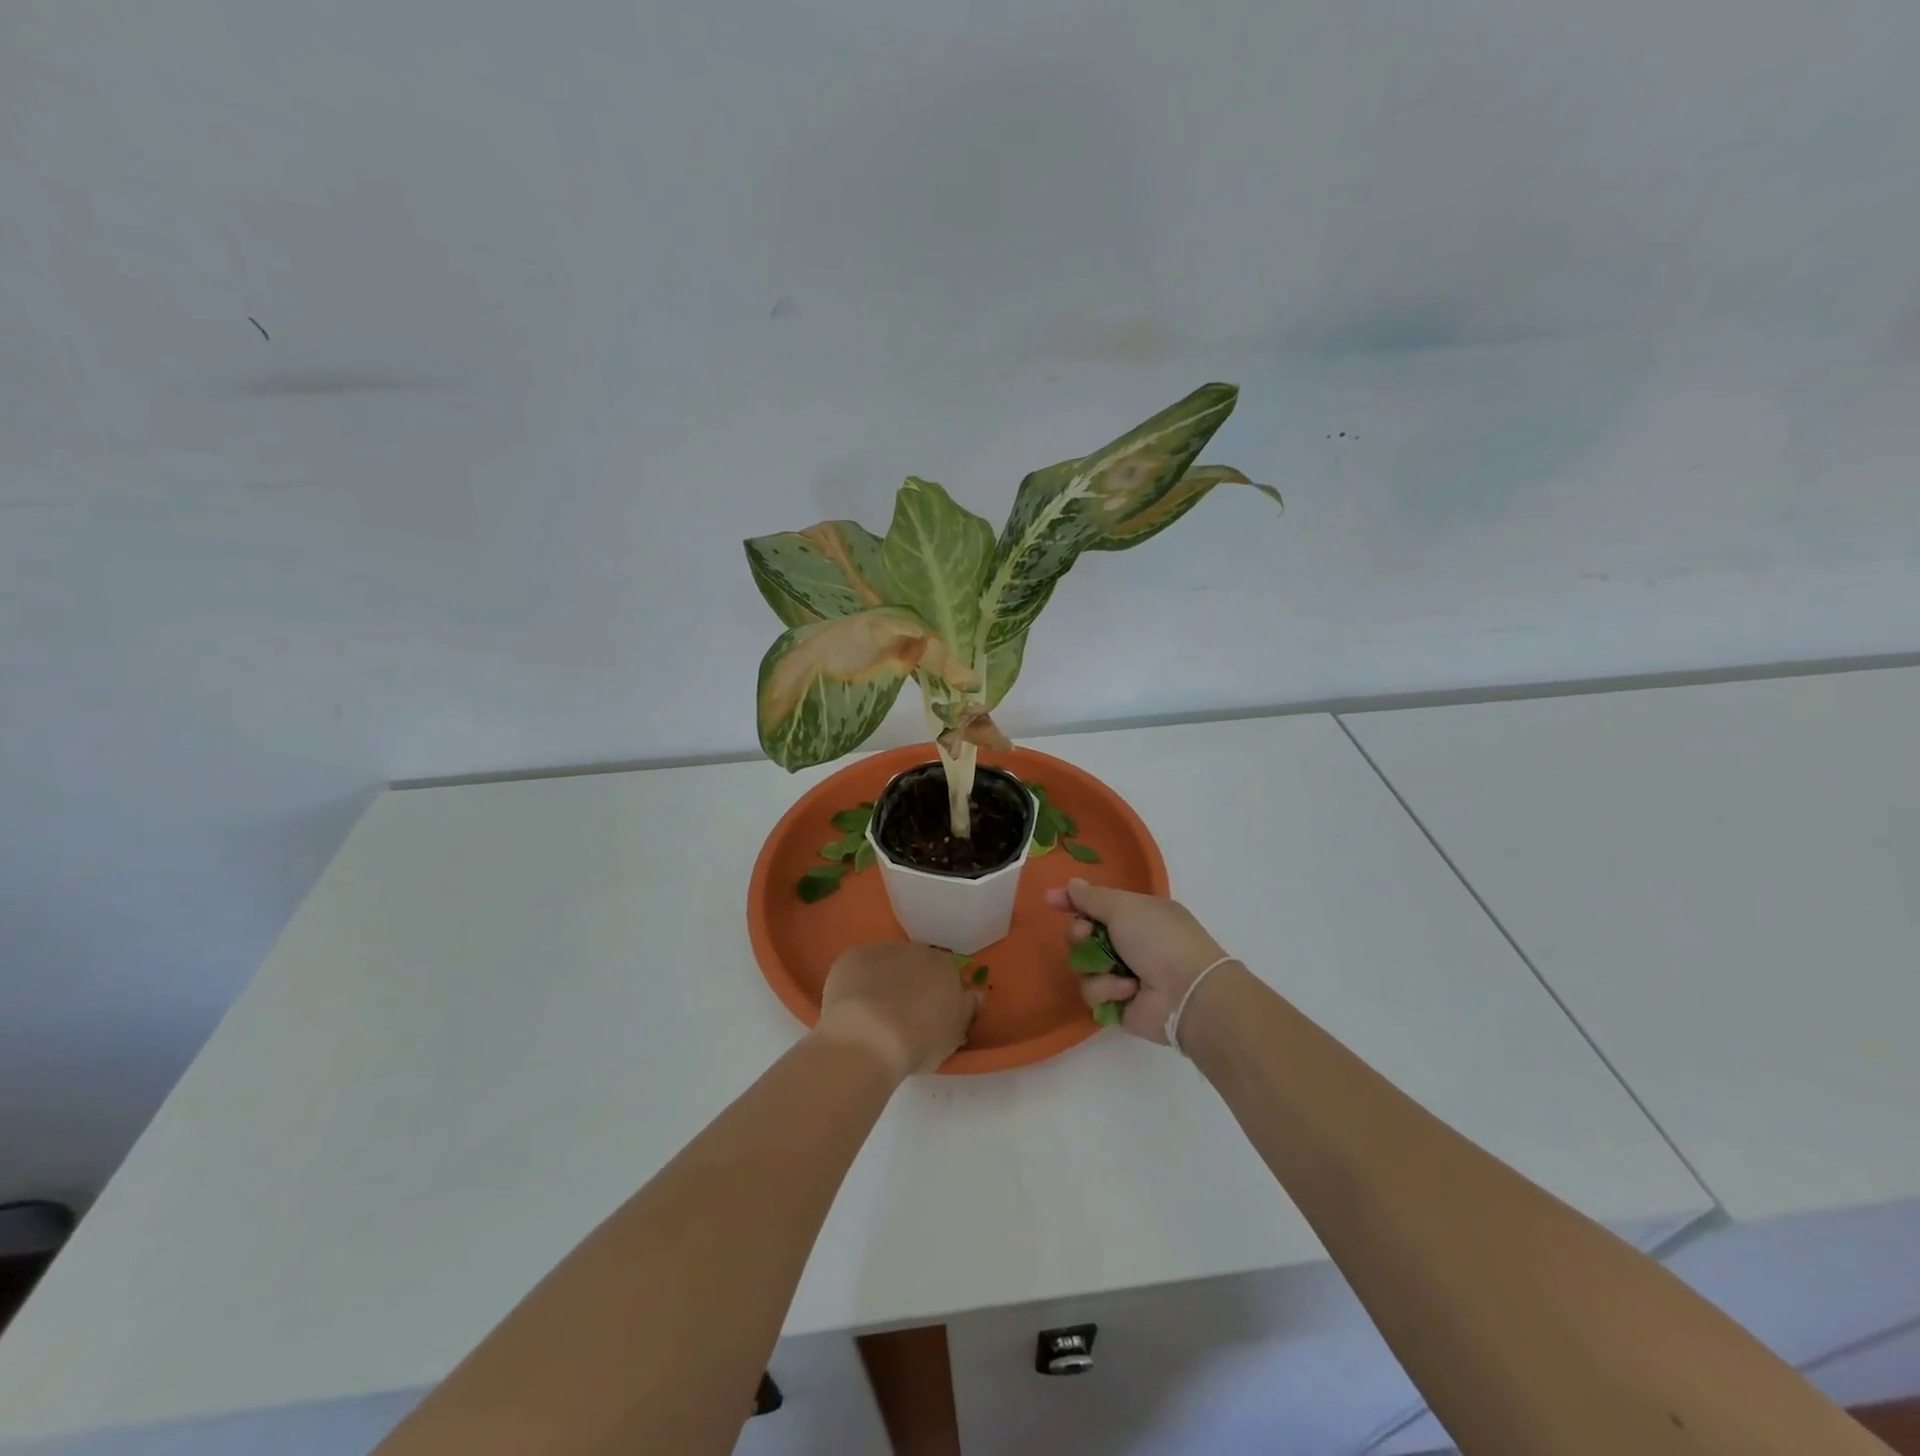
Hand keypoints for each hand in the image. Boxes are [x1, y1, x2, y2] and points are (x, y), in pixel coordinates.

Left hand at [816, 942, 979, 1078]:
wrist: (868, 1039)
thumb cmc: (918, 1041)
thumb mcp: (954, 1036)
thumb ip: (966, 1010)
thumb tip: (974, 994)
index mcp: (944, 966)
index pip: (946, 973)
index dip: (938, 994)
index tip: (930, 1016)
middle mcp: (915, 950)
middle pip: (915, 964)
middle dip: (911, 982)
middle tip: (902, 1014)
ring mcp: (880, 950)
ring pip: (886, 963)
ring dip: (884, 979)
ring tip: (874, 1013)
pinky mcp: (850, 957)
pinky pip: (858, 967)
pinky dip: (857, 981)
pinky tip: (853, 1005)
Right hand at [1047, 879, 1230, 1045]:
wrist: (1187, 993)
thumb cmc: (1159, 939)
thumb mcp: (1124, 907)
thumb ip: (1092, 897)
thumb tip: (1071, 884)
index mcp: (1136, 914)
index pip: (1096, 904)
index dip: (1072, 901)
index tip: (1050, 900)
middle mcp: (1129, 942)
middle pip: (1082, 934)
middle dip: (1079, 934)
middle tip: (1086, 934)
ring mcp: (1123, 973)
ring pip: (1083, 964)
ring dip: (1095, 964)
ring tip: (1114, 968)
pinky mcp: (1118, 1003)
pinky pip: (1093, 991)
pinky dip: (1108, 989)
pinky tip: (1128, 990)